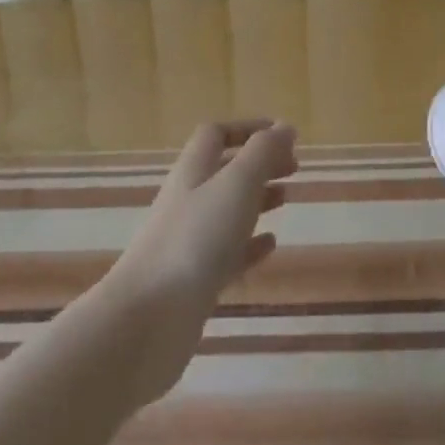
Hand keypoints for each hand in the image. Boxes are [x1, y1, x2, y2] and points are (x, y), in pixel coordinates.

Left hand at [96, 119, 296, 404]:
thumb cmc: (196, 238)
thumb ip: (262, 153)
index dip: (248, 129)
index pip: (217, 134)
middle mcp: (188, 199)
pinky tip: (270, 245)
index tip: (283, 134)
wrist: (149, 318)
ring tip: (286, 198)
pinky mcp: (194, 280)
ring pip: (226, 210)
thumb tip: (285, 126)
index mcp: (194, 169)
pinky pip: (227, 253)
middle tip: (294, 167)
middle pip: (224, 170)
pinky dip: (250, 244)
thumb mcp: (236, 184)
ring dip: (257, 199)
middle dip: (258, 163)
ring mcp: (188, 241)